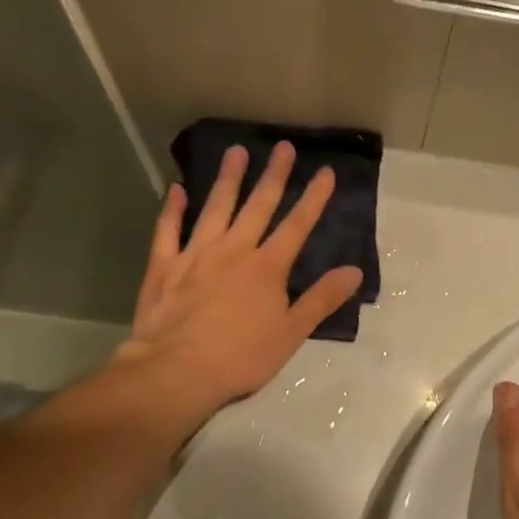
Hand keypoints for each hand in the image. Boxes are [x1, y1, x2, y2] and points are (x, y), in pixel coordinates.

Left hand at [111, 142, 362, 436]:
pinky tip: (177, 189)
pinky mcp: (164, 266)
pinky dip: (172, 209)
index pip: (297, 225)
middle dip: (274, 175)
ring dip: (228, 179)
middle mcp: (234, 250)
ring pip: (215, 208)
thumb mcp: (292, 333)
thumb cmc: (241, 357)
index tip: (326, 171)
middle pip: (258, 206)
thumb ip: (322, 299)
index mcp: (267, 267)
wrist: (176, 371)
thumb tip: (354, 271)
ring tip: (236, 151)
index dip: (314, 198)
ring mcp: (196, 254)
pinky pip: (168, 230)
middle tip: (283, 147)